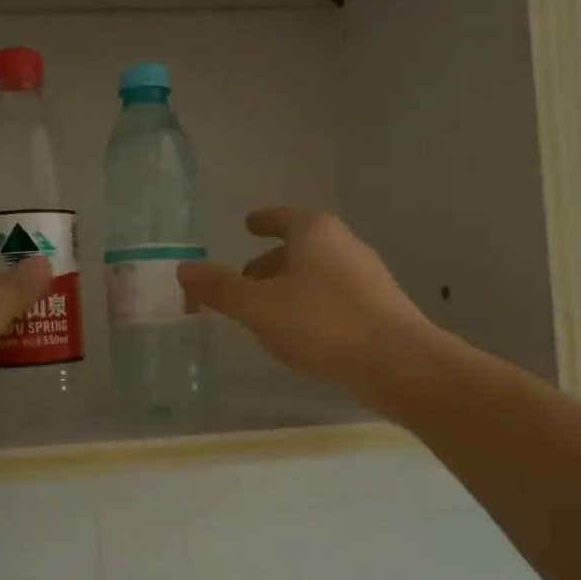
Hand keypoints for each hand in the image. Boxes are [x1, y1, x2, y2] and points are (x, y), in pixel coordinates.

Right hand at [177, 209, 433, 399]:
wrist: (397, 361)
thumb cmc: (321, 322)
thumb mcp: (258, 306)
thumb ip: (220, 288)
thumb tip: (183, 269)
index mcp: (314, 232)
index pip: (281, 218)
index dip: (262, 221)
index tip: (248, 224)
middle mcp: (343, 244)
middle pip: (298, 247)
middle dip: (269, 263)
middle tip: (244, 282)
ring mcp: (366, 275)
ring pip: (316, 273)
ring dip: (289, 286)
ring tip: (267, 313)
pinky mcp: (380, 305)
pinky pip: (334, 296)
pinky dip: (311, 305)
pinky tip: (303, 333)